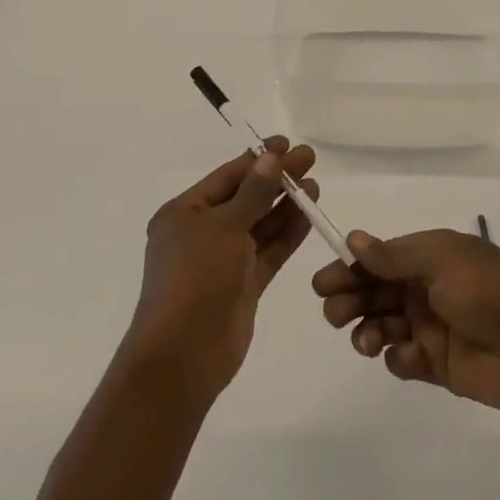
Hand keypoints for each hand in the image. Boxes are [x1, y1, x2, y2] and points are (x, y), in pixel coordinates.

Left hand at [126, 139, 318, 400]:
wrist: (184, 354)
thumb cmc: (196, 279)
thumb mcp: (224, 227)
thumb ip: (253, 193)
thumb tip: (272, 157)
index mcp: (183, 213)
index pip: (227, 177)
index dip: (258, 159)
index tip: (288, 144)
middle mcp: (201, 233)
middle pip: (246, 198)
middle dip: (276, 179)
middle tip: (310, 159)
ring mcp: (223, 261)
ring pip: (259, 225)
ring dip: (285, 205)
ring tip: (315, 184)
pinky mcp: (243, 285)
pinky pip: (268, 252)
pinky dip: (287, 234)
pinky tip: (309, 216)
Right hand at [311, 228, 499, 423]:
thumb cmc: (490, 293)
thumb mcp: (442, 261)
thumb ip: (394, 255)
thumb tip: (354, 238)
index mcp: (430, 257)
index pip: (378, 259)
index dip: (349, 268)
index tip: (323, 283)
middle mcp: (426, 288)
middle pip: (374, 291)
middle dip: (349, 299)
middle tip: (335, 313)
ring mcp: (431, 327)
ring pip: (382, 324)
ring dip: (366, 330)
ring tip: (366, 341)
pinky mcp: (437, 364)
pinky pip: (402, 358)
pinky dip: (397, 357)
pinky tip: (409, 358)